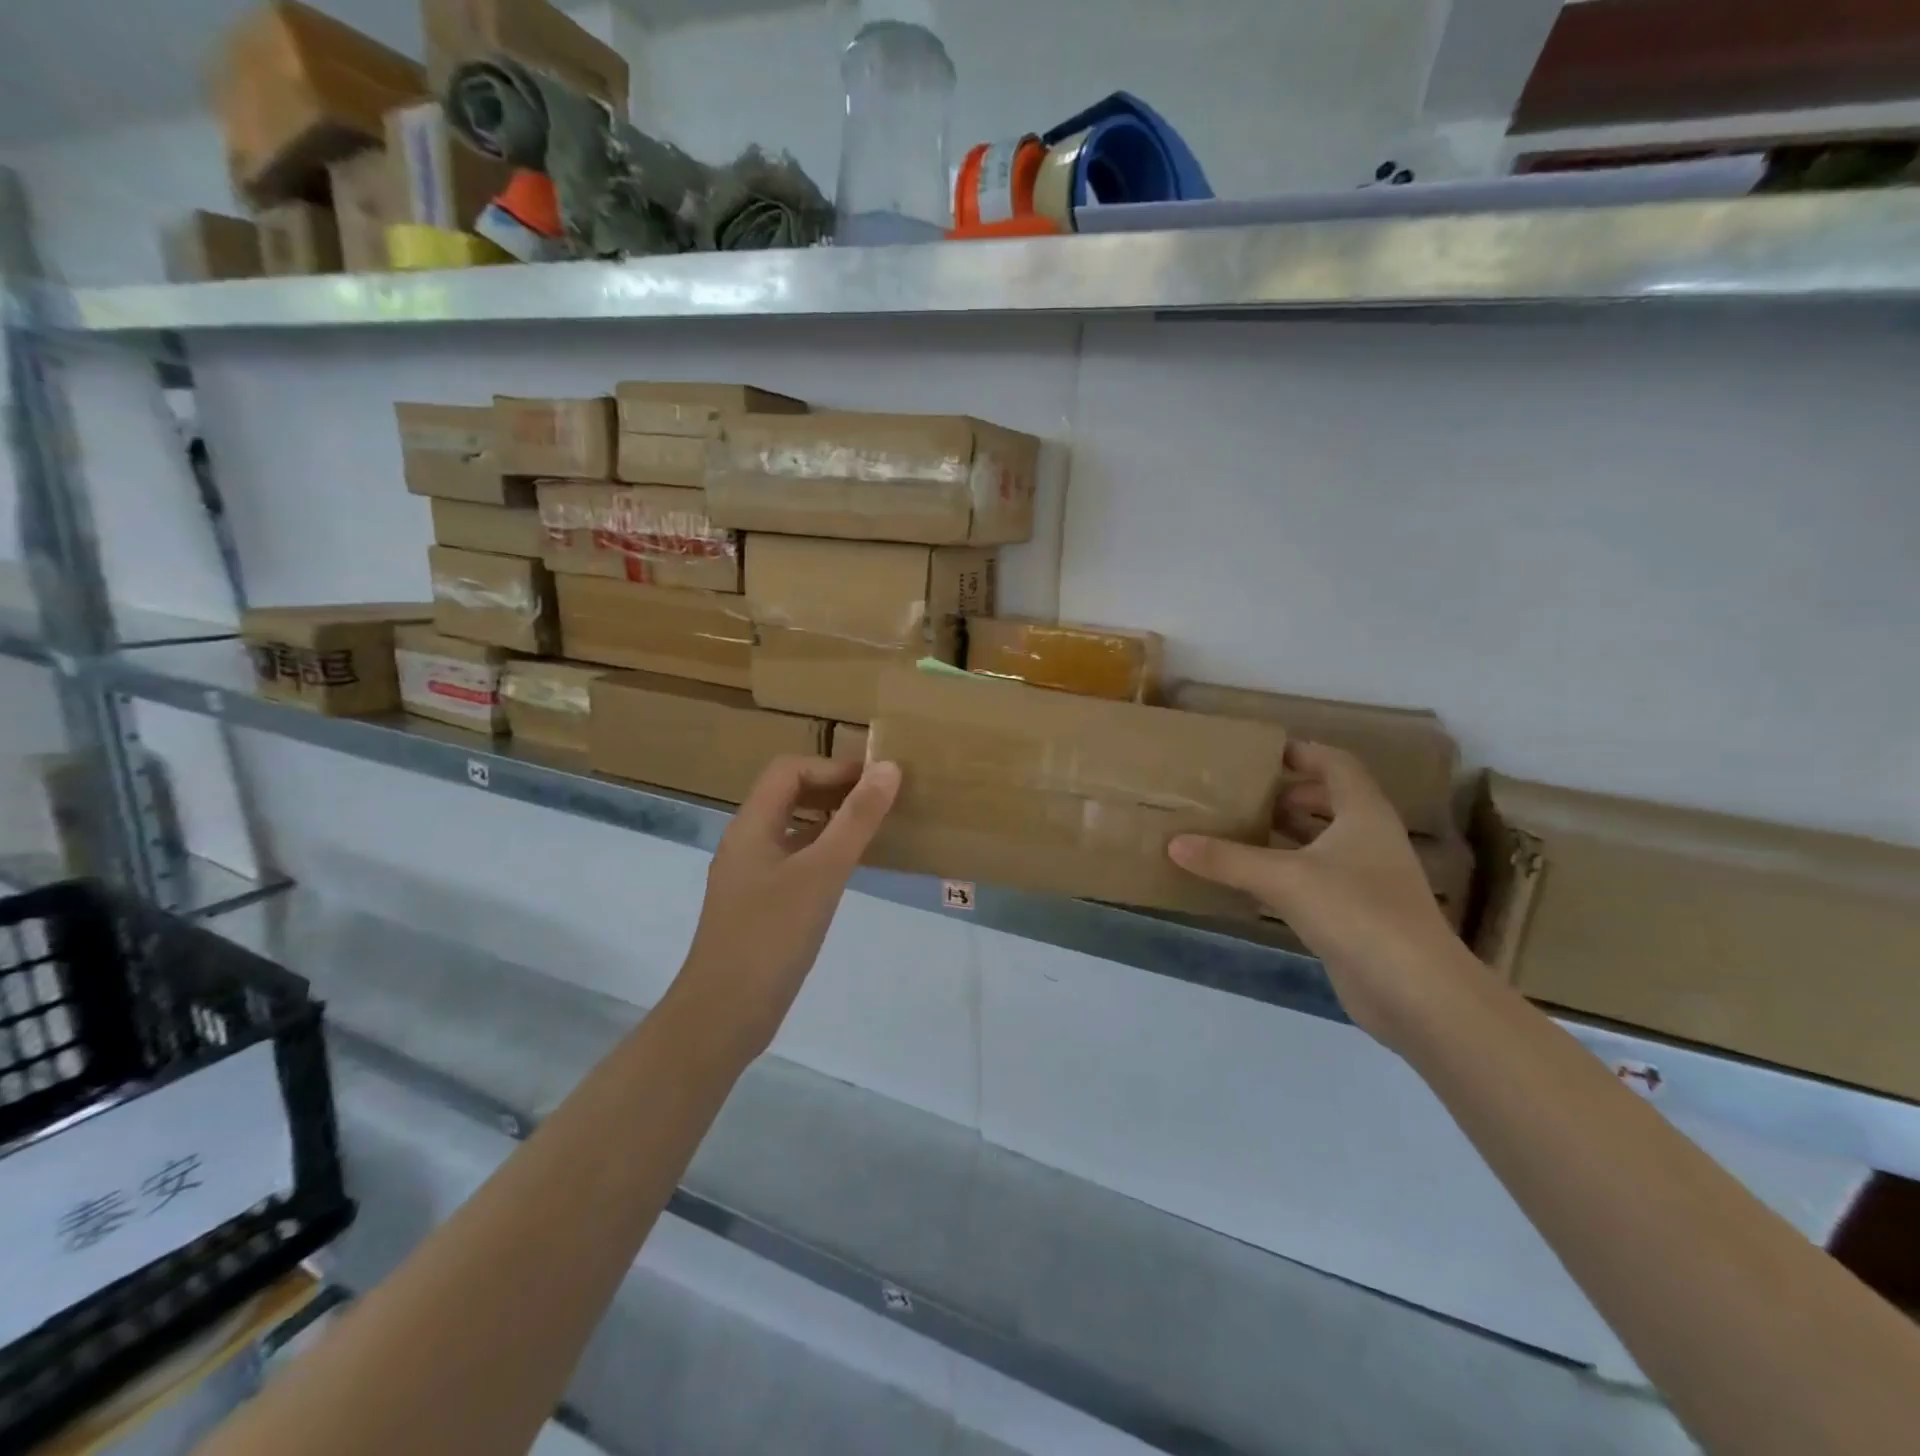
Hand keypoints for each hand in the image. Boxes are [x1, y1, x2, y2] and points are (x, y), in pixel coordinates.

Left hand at [673, 755, 900, 1057]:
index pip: (789, 770)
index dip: (833, 767)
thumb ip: (856, 820)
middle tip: (881, 800)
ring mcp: (751, 877)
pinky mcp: (760, 906)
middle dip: (834, 790)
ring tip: (873, 829)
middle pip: (789, 796)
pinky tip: (850, 871)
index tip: (876, 780)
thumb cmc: (771, 937)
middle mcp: (747, 844)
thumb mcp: (822, 873)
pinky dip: (824, 854)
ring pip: (793, 831)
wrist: (723, 1016)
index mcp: (751, 826)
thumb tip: (888, 768)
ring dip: (831, 821)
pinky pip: (795, 862)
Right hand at [1168, 742, 1469, 1049]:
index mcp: (1363, 814)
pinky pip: (1316, 877)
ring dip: (1286, 833)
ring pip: (1323, 841)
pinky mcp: (1357, 913)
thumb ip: (1227, 859)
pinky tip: (1252, 878)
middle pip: (1330, 801)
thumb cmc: (1357, 912)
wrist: (1415, 991)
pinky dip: (1287, 870)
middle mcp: (1369, 839)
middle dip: (1289, 794)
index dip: (1303, 753)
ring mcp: (1366, 878)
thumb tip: (1174, 843)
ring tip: (1240, 828)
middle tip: (1242, 793)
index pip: (1336, 765)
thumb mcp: (1284, 878)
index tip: (1261, 754)